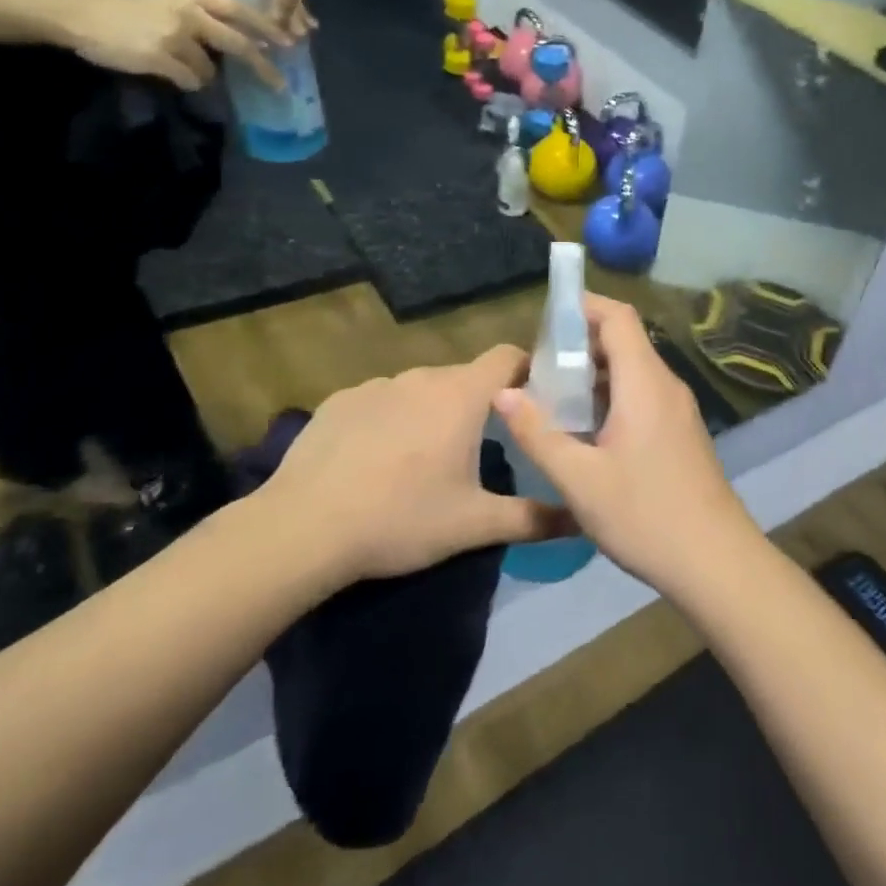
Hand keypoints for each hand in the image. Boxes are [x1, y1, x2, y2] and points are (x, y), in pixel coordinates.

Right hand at [54, 0, 288, 91]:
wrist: (80, 13)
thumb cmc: (127, 10)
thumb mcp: (169, 1)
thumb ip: (203, 16)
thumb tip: (239, 42)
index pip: (240, 10)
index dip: (266, 28)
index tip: (289, 43)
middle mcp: (189, 13)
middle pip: (238, 44)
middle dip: (262, 67)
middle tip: (279, 85)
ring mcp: (176, 35)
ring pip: (210, 69)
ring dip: (201, 75)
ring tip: (176, 65)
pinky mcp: (162, 56)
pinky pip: (190, 80)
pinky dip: (185, 82)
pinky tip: (166, 71)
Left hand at [257, 346, 564, 585]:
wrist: (302, 528)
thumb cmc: (401, 519)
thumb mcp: (475, 525)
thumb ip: (535, 518)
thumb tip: (583, 521)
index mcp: (461, 395)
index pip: (508, 356)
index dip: (528, 371)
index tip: (537, 399)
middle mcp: (421, 377)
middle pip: (465, 377)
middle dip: (480, 403)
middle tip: (483, 445)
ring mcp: (376, 386)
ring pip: (422, 390)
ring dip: (433, 412)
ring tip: (425, 459)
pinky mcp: (339, 401)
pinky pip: (381, 402)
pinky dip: (391, 421)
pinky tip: (377, 462)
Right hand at [493, 296, 761, 595]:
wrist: (715, 562)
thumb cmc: (645, 516)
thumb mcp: (579, 480)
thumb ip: (538, 433)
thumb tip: (503, 392)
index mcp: (645, 383)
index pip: (618, 317)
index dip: (582, 306)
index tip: (545, 319)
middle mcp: (666, 386)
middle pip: (624, 341)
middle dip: (580, 344)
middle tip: (538, 367)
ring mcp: (678, 410)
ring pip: (633, 372)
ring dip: (594, 375)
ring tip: (553, 397)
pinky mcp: (681, 433)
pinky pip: (643, 396)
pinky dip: (612, 398)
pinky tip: (585, 429)